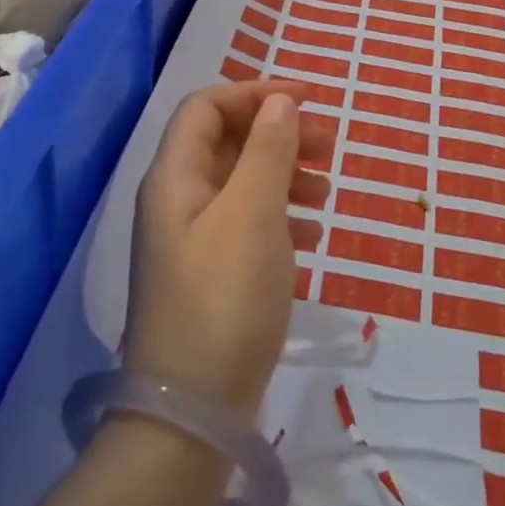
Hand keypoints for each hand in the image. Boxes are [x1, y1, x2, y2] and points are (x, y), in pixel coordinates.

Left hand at [124, 81, 332, 416]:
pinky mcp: (211, 275)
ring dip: (285, 176)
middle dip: (279, 135)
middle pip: (228, 143)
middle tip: (329, 146)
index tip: (307, 102)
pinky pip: (249, 224)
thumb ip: (268, 152)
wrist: (193, 411)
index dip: (255, 94)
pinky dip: (282, 218)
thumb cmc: (225, 298)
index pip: (207, 107)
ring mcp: (193, 241)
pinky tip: (312, 236)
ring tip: (326, 195)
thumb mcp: (254, 215)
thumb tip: (280, 102)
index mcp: (175, 178)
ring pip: (242, 184)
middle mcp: (178, 201)